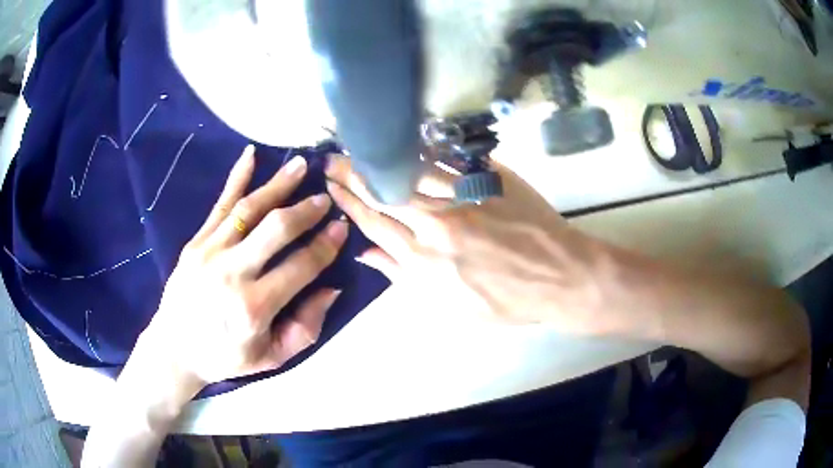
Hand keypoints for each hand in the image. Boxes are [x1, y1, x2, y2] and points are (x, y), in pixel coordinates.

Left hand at [134, 146, 348, 399]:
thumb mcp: (273, 356)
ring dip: (278, 184)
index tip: (341, 226)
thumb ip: (306, 327)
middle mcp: (232, 273)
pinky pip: (219, 206)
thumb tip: (331, 288)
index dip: (325, 245)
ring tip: (300, 165)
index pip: (301, 266)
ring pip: (249, 210)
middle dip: (305, 210)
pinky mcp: (195, 243)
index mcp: (255, 307)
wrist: (176, 349)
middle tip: (325, 197)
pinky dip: (236, 178)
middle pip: (276, 229)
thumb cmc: (226, 357)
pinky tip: (251, 155)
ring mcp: (210, 252)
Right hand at [325, 155, 612, 332]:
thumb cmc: (507, 302)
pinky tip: (403, 138)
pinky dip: (421, 149)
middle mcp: (435, 226)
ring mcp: (462, 198)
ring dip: (380, 158)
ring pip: (409, 172)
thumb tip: (366, 255)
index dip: (348, 204)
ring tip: (358, 145)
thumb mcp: (451, 307)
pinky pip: (447, 159)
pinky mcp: (487, 180)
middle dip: (353, 175)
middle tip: (331, 159)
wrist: (560, 278)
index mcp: (423, 263)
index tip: (331, 188)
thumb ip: (405, 278)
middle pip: (384, 194)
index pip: (374, 225)